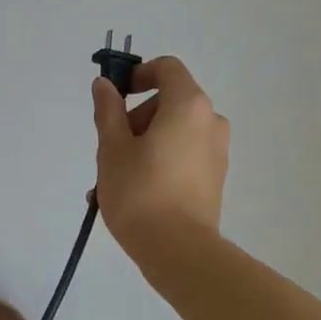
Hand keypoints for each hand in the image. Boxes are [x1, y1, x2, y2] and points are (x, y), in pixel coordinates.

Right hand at [91, 56, 230, 260]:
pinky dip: (157, 164)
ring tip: (110, 183)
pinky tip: (131, 196)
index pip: (167, 68)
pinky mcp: (214, 178)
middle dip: (134, 120)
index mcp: (188, 105)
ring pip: (172, 133)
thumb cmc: (140, 192)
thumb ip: (108, 110)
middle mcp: (210, 121)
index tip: (115, 98)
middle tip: (108, 151)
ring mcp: (216, 152)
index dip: (138, 74)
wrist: (179, 251)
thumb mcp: (112, 148)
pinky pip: (181, 157)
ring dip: (140, 147)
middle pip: (167, 103)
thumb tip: (104, 85)